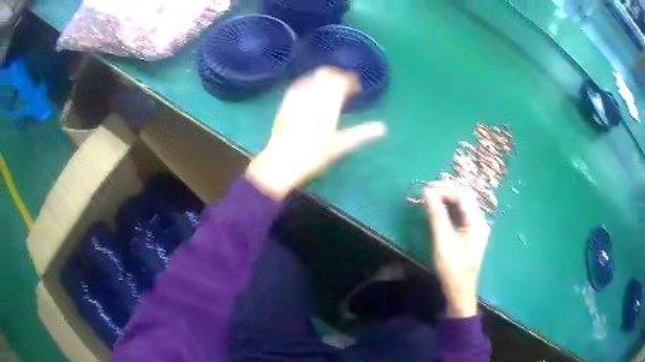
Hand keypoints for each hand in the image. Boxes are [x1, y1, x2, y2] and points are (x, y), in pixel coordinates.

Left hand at [246, 67, 386, 199]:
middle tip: (346, 82)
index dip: (350, 81)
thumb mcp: (339, 147)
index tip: (356, 84)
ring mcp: (298, 99)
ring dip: (324, 76)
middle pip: (328, 77)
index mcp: (328, 108)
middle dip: (338, 76)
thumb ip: (361, 134)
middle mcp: (313, 99)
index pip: (341, 85)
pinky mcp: (286, 103)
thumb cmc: (312, 157)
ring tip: (331, 79)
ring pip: (313, 79)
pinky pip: (298, 84)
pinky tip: (310, 83)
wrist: (281, 162)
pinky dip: (307, 81)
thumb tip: (383, 128)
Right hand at [424, 181, 489, 317]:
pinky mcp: (470, 233)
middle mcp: (479, 221)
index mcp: (477, 222)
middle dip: (446, 190)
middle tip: (426, 190)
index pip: (462, 196)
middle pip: (465, 196)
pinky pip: (461, 213)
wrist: (459, 291)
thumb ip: (437, 215)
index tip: (425, 191)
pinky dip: (449, 207)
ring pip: (463, 204)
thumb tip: (427, 192)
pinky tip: (438, 207)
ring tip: (430, 195)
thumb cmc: (452, 268)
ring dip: (447, 197)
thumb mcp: (443, 241)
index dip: (444, 190)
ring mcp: (476, 227)